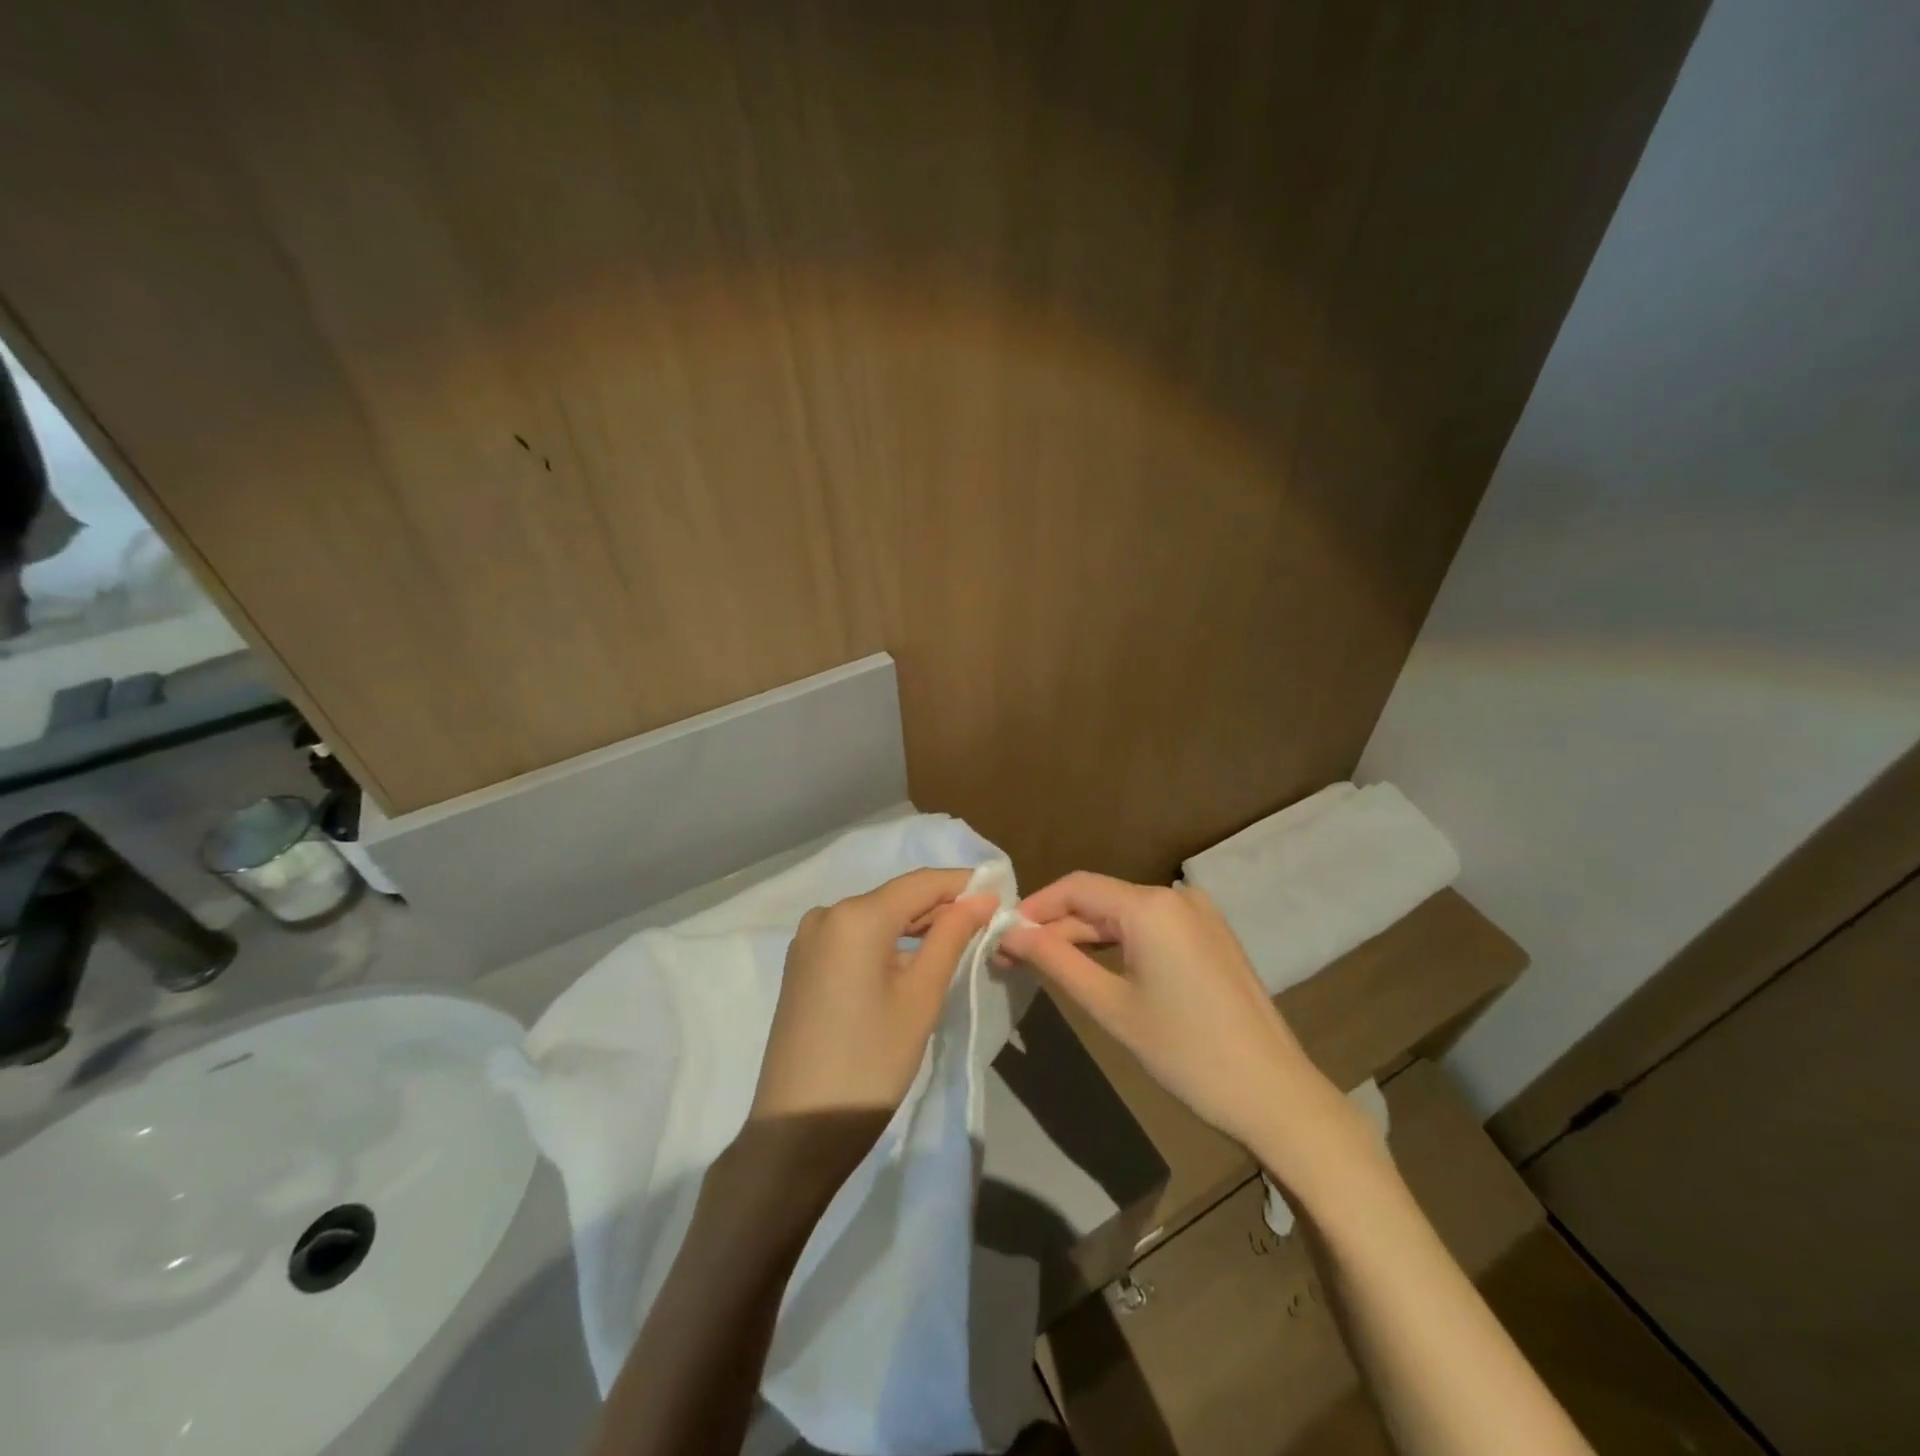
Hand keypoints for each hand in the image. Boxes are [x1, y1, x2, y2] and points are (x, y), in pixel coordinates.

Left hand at [750, 868, 997, 1130]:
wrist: (797, 1131)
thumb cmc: (871, 1063)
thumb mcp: (921, 997)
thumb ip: (952, 936)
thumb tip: (981, 897)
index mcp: (856, 915)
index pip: (922, 882)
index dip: (964, 885)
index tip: (1001, 896)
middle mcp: (827, 913)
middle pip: (897, 897)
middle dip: (942, 907)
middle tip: (987, 926)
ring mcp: (809, 939)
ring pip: (876, 917)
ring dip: (916, 926)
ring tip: (958, 945)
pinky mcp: (802, 964)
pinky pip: (854, 937)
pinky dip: (887, 942)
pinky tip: (913, 962)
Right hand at [1001, 873, 1335, 1151]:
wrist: (1273, 1094)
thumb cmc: (1185, 1052)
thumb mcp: (1110, 1007)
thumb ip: (1056, 961)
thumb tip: (1010, 933)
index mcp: (1151, 906)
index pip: (1075, 887)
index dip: (1034, 907)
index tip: (1001, 934)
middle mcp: (1175, 896)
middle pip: (1100, 900)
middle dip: (1056, 927)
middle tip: (1014, 958)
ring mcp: (1198, 914)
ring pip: (1124, 915)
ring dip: (1084, 937)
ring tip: (1045, 965)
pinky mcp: (1210, 936)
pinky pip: (1150, 928)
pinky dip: (1118, 943)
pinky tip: (1093, 967)